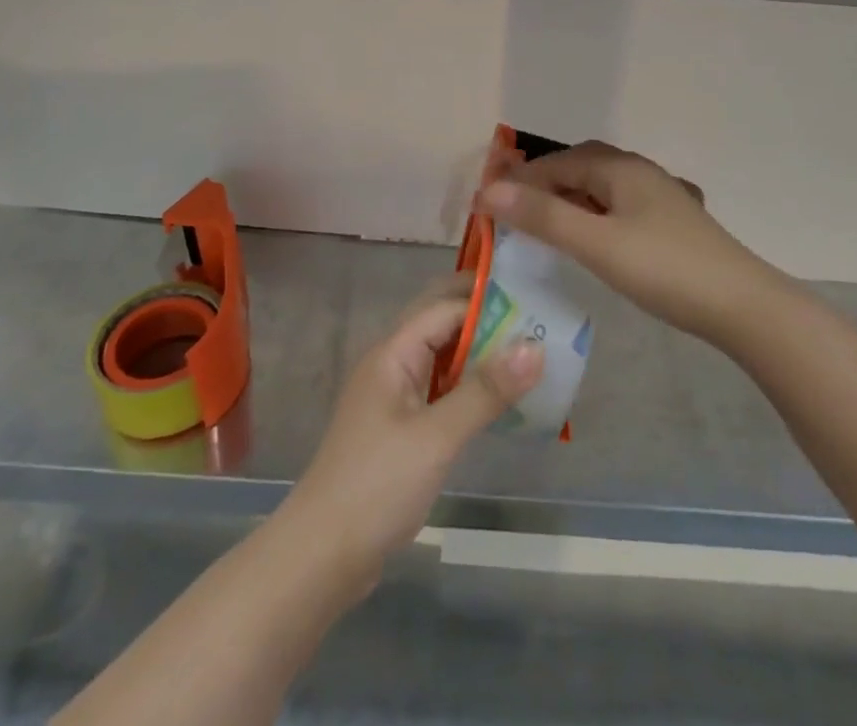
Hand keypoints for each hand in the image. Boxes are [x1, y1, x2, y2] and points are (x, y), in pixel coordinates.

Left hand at [281, 276, 542, 582]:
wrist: (321, 556)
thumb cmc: (376, 486)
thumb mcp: (437, 437)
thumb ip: (485, 391)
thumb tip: (534, 346)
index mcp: (393, 353)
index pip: (445, 308)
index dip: (486, 301)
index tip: (533, 301)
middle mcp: (392, 364)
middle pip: (441, 325)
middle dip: (483, 319)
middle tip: (535, 322)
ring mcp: (394, 397)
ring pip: (442, 358)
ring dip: (479, 353)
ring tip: (529, 355)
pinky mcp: (400, 429)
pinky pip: (440, 390)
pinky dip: (469, 387)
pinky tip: (499, 400)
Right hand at [480, 140, 765, 344]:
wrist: (743, 306)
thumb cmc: (664, 269)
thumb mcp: (596, 243)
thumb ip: (544, 216)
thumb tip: (490, 189)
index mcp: (621, 168)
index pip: (558, 161)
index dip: (521, 178)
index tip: (488, 201)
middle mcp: (640, 172)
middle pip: (581, 166)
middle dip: (544, 182)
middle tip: (513, 209)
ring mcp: (661, 196)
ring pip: (602, 186)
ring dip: (569, 197)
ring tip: (544, 222)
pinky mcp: (673, 222)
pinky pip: (620, 205)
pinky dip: (594, 213)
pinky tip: (593, 235)